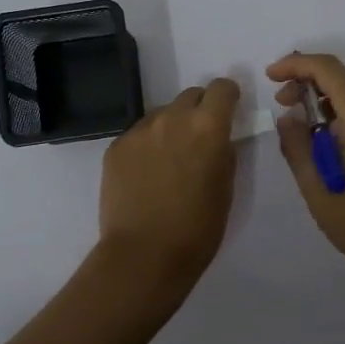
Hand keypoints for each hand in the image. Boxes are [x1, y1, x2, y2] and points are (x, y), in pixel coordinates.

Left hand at [98, 78, 239, 285]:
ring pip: (162, 114)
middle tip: (199, 139)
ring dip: (171, 127)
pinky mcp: (116, 147)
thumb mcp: (226, 189)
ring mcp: (139, 131)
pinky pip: (138, 135)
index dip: (227, 97)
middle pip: (190, 95)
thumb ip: (224, 153)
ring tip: (169, 161)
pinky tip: (146, 175)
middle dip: (199, 110)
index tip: (228, 111)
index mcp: (208, 127)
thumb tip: (218, 140)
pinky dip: (147, 146)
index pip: (221, 88)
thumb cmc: (198, 228)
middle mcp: (172, 118)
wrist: (144, 255)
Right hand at [267, 53, 344, 278]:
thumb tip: (288, 118)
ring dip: (322, 95)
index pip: (328, 69)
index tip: (269, 76)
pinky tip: (321, 135)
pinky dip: (339, 110)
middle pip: (342, 76)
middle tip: (279, 102)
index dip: (295, 65)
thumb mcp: (317, 187)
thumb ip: (297, 146)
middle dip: (307, 79)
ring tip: (296, 120)